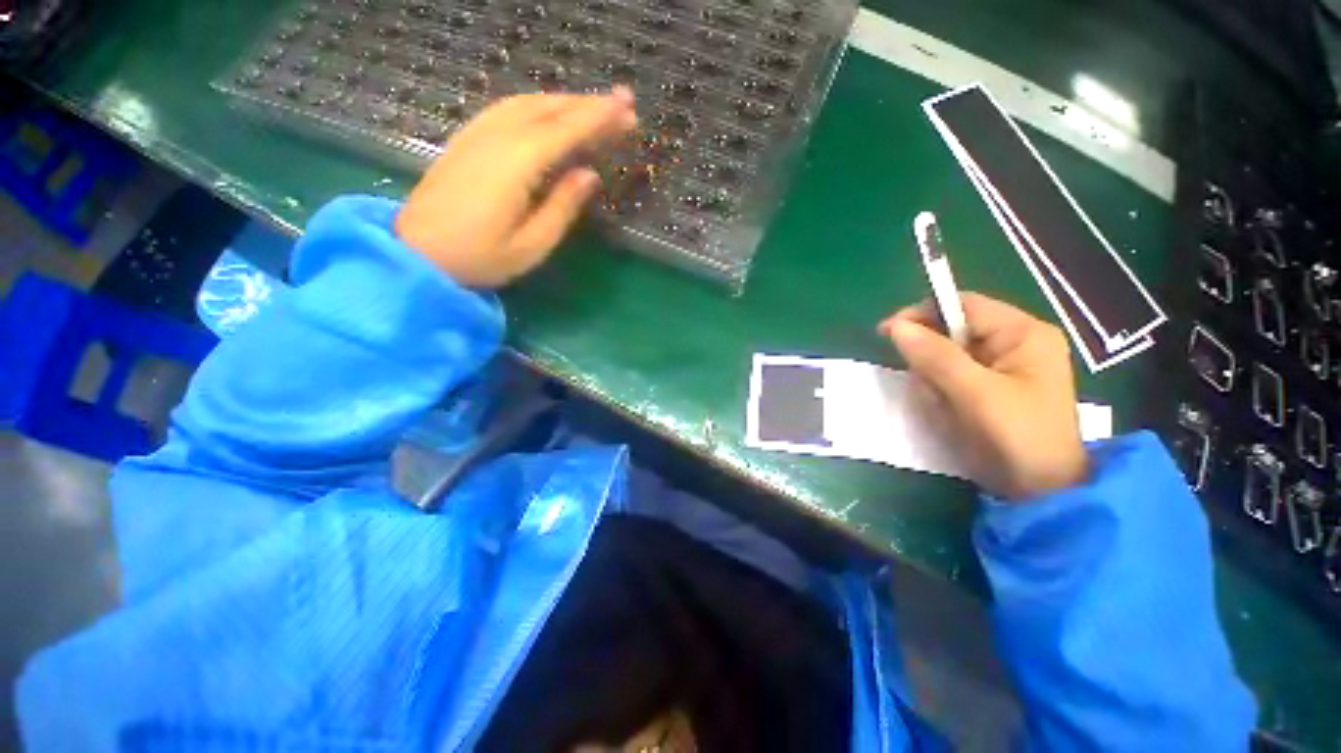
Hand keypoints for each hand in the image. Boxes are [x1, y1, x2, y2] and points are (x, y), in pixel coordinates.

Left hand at [395, 89, 636, 287]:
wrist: (415, 254)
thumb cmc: (479, 258)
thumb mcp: (531, 245)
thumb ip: (562, 208)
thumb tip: (589, 175)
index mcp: (516, 163)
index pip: (566, 130)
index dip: (599, 118)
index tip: (628, 109)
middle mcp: (496, 137)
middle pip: (548, 109)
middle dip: (588, 104)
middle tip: (622, 104)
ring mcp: (477, 134)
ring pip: (527, 103)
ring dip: (564, 101)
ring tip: (593, 109)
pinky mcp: (466, 140)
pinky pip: (508, 109)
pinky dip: (537, 106)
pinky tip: (548, 113)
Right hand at [880, 293, 1087, 500]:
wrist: (1043, 492)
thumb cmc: (1017, 438)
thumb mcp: (975, 394)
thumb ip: (935, 356)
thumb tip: (895, 326)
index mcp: (1022, 334)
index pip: (963, 305)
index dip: (922, 314)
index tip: (887, 333)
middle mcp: (1015, 343)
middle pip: (952, 332)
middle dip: (931, 360)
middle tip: (929, 388)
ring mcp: (1004, 366)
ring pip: (946, 357)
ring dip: (934, 381)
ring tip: (945, 409)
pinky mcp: (992, 387)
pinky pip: (951, 378)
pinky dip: (941, 393)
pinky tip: (950, 414)